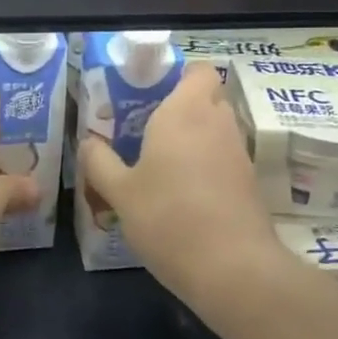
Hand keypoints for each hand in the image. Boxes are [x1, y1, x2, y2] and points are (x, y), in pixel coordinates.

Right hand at [79, 62, 283, 307]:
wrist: (232, 269)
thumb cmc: (168, 218)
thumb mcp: (119, 192)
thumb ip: (99, 161)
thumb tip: (88, 141)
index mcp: (185, 112)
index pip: (199, 70)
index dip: (180, 75)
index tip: (151, 93)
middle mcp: (217, 123)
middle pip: (208, 97)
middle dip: (183, 107)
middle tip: (148, 128)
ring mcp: (238, 154)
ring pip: (217, 129)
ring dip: (194, 138)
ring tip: (160, 163)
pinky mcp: (249, 184)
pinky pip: (224, 159)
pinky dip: (206, 166)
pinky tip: (182, 193)